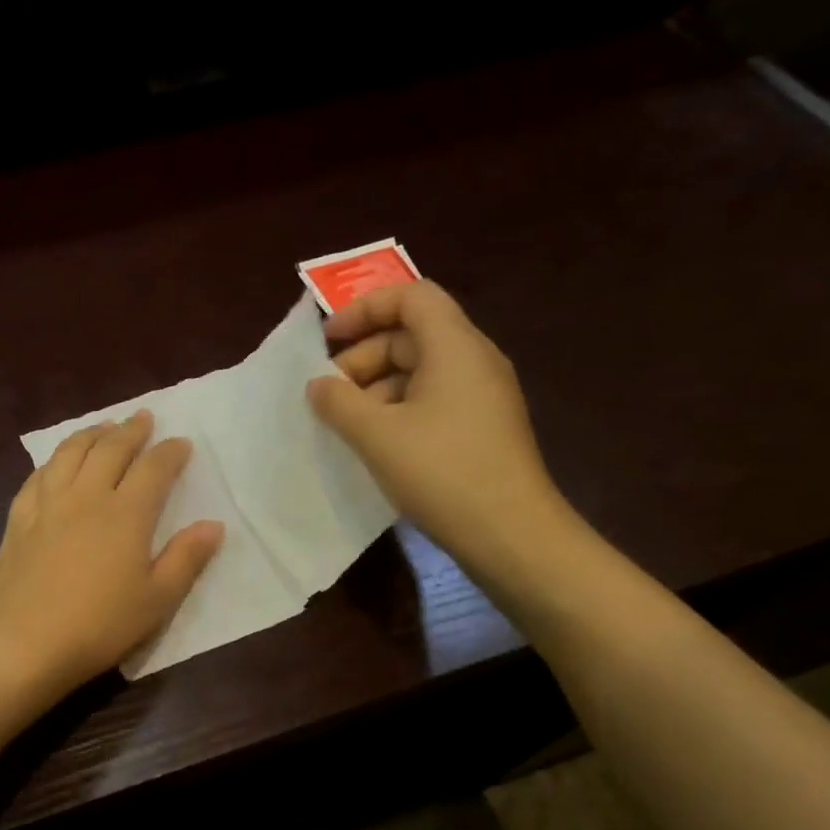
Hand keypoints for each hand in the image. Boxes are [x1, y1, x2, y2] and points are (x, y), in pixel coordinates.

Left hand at [0, 411, 223, 694]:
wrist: (25, 643)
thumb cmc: (100, 625)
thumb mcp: (157, 600)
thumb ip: (187, 558)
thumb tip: (214, 525)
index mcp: (126, 514)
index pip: (154, 468)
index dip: (170, 452)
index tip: (181, 443)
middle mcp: (87, 496)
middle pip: (110, 449)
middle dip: (130, 430)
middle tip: (142, 417)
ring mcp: (48, 504)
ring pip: (70, 453)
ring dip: (91, 434)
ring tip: (103, 428)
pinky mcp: (19, 519)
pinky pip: (38, 476)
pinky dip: (54, 460)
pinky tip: (57, 463)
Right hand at [306, 280, 570, 569]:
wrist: (510, 533)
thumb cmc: (441, 472)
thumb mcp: (376, 435)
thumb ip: (339, 402)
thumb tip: (318, 384)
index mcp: (455, 346)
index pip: (410, 296)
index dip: (364, 308)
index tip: (327, 341)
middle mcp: (474, 360)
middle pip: (412, 334)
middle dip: (363, 356)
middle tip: (329, 394)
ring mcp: (482, 395)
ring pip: (420, 370)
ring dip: (376, 388)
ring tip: (346, 424)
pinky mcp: (482, 427)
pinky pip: (433, 399)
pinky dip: (398, 409)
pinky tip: (376, 443)